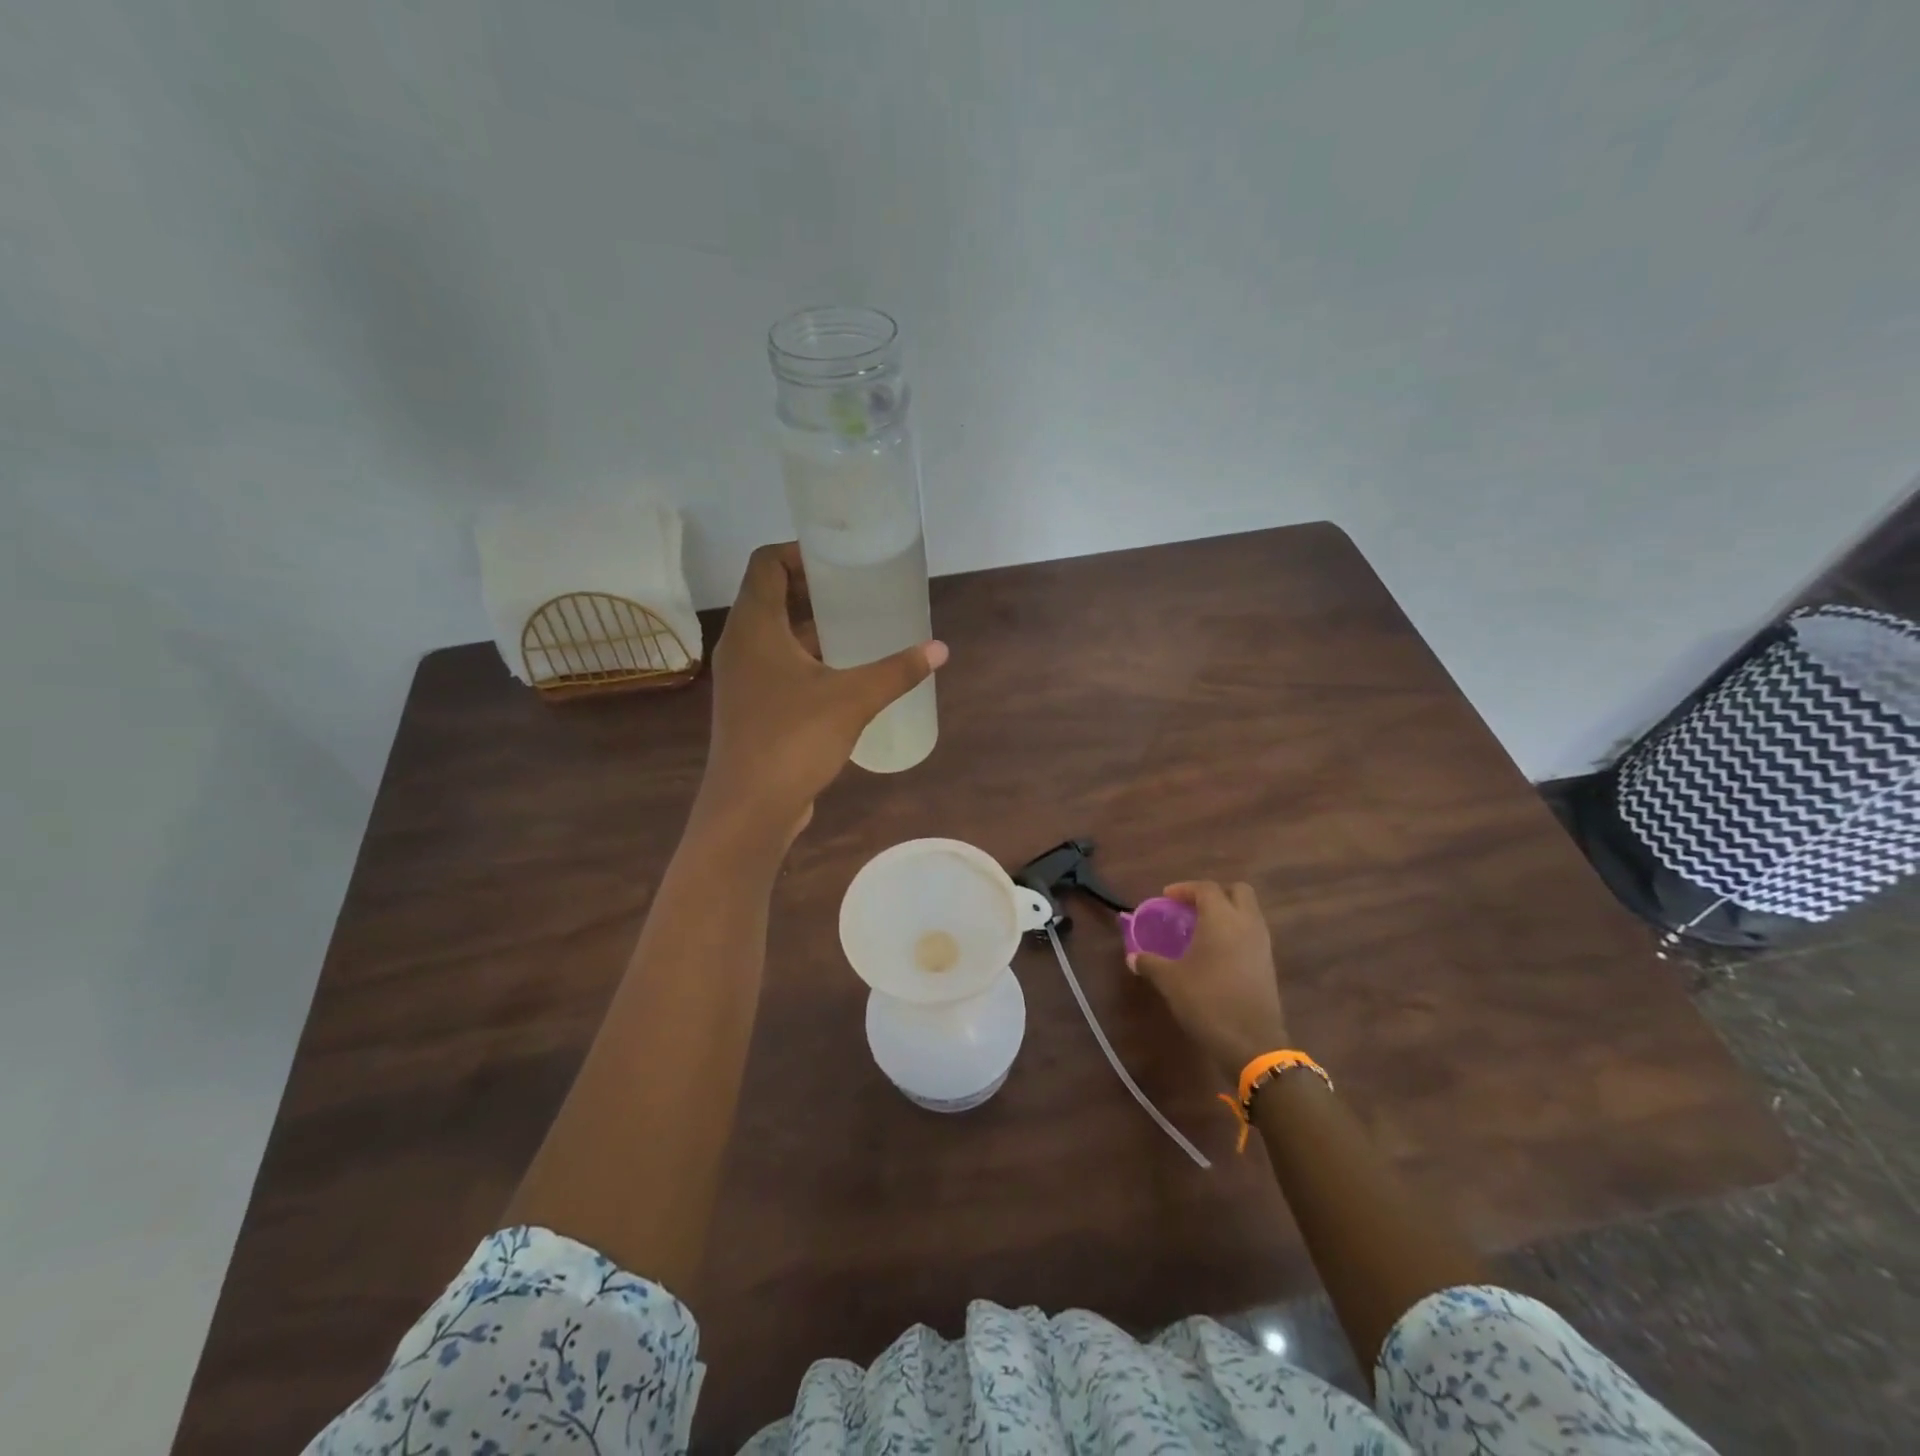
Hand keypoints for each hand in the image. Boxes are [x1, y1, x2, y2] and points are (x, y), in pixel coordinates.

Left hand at [697, 543, 946, 837]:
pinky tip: (842, 672)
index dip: (799, 551)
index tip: (839, 557)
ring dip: (809, 625)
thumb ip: (896, 671)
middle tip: (858, 589)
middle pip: (770, 596)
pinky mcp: (750, 707)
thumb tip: (939, 650)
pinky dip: (805, 657)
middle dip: (812, 588)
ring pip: (774, 634)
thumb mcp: (852, 699)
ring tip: (856, 625)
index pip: (766, 564)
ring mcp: (742, 678)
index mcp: (754, 627)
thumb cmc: (793, 740)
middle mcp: (740, 645)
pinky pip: (777, 665)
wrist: (750, 808)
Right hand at [1130, 881, 1289, 1081]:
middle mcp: (1246, 924)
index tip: (1166, 898)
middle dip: (1215, 893)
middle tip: (1192, 908)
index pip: (1205, 888)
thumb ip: (1150, 963)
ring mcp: (1262, 944)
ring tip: (1202, 929)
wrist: (1252, 1043)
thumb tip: (1132, 958)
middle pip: (1238, 891)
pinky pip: (1253, 933)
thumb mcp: (1170, 981)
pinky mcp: (1268, 964)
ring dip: (1228, 912)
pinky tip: (1217, 952)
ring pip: (1249, 912)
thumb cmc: (1207, 1001)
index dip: (1184, 889)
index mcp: (1221, 919)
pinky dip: (1236, 932)